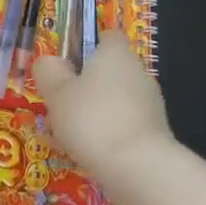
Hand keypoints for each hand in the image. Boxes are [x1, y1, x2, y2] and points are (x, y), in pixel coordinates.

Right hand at [33, 36, 173, 195]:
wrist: (138, 168)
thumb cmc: (91, 119)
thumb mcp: (56, 93)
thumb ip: (49, 72)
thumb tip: (50, 61)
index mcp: (115, 54)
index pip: (106, 36)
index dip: (88, 45)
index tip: (68, 63)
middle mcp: (138, 72)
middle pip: (111, 70)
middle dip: (88, 84)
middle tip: (61, 102)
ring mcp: (151, 103)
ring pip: (118, 99)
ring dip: (98, 110)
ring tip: (71, 134)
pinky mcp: (156, 133)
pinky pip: (126, 124)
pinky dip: (110, 133)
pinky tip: (91, 152)